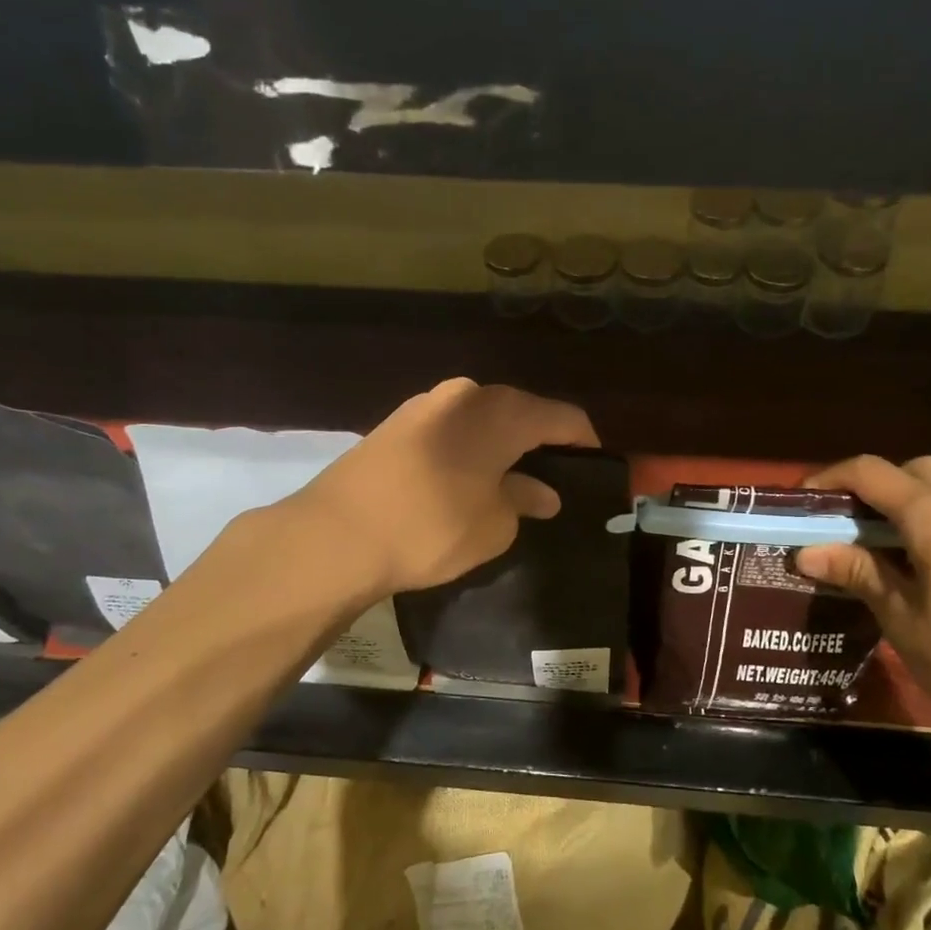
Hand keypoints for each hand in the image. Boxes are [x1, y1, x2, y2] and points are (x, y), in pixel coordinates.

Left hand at [299, 378, 598, 596]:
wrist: (334, 535)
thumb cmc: (431, 528)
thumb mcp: (494, 524)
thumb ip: (524, 500)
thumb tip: (543, 492)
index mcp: (500, 412)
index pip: (561, 416)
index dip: (584, 441)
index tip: (595, 467)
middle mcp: (465, 394)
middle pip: (520, 411)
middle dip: (542, 441)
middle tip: (554, 477)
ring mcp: (425, 404)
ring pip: (482, 419)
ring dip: (502, 444)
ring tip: (511, 480)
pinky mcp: (395, 423)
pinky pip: (450, 429)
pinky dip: (469, 448)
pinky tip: (466, 478)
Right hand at [792, 455, 930, 745]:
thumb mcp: (902, 618)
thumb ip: (858, 573)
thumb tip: (807, 551)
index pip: (871, 472)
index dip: (830, 478)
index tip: (802, 501)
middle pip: (912, 469)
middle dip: (871, 484)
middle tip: (843, 521)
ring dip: (904, 499)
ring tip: (875, 541)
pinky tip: (918, 560)